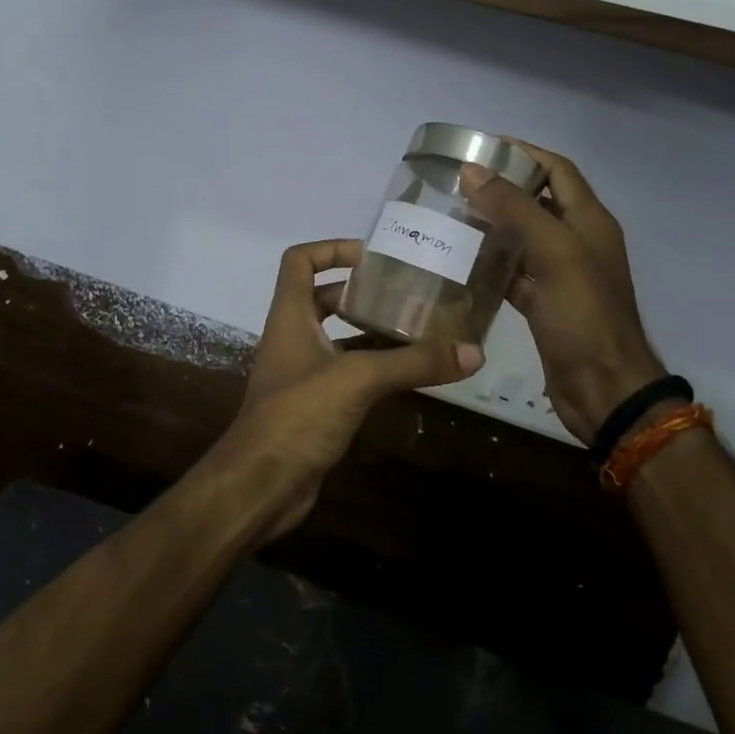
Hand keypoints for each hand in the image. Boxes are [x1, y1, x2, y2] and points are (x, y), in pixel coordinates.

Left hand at [221, 239, 484, 538]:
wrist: (261, 484)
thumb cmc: (298, 415)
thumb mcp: (358, 378)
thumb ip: (413, 362)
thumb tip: (473, 351)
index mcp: (290, 316)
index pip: (299, 261)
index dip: (331, 249)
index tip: (373, 257)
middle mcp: (293, 338)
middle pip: (325, 298)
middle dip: (363, 293)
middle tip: (409, 293)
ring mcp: (303, 374)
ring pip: (340, 339)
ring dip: (373, 332)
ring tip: (421, 328)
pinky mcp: (316, 406)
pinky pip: (349, 374)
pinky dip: (376, 368)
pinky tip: (410, 373)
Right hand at [462, 143, 663, 443]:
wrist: (603, 388)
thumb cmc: (583, 315)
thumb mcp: (553, 253)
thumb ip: (515, 209)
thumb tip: (474, 170)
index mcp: (589, 221)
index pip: (557, 170)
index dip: (524, 152)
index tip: (481, 146)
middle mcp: (576, 242)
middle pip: (538, 200)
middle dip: (501, 187)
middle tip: (455, 182)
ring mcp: (560, 275)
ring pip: (522, 237)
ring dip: (491, 225)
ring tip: (450, 215)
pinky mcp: (543, 304)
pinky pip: (513, 273)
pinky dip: (490, 263)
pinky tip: (459, 261)